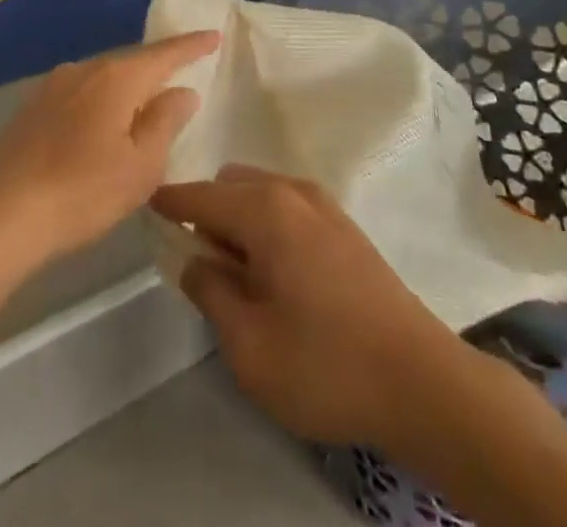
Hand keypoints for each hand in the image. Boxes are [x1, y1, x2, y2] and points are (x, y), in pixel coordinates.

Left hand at [0, 31, 217, 272]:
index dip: (192, 45)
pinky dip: (100, 102)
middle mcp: (86, 69)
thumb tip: (182, 90)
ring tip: (144, 104)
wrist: (0, 217)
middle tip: (183, 73)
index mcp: (118, 78)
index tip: (214, 35)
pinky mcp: (32, 107)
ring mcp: (54, 85)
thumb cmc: (82, 193)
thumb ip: (166, 122)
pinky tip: (101, 124)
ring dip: (127, 88)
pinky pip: (80, 93)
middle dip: (158, 67)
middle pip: (132, 62)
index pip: (165, 54)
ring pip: (104, 78)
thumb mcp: (140, 166)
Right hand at [151, 165, 459, 451]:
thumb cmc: (325, 364)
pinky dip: (269, 224)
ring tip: (239, 274)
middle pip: (232, 185)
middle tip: (201, 264)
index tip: (146, 205)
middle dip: (209, 212)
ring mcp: (325, 205)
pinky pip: (289, 206)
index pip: (202, 195)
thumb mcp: (248, 344)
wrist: (421, 380)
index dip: (170, 201)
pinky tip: (277, 272)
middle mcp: (293, 192)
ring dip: (240, 218)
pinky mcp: (345, 226)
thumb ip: (211, 292)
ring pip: (262, 192)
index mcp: (264, 210)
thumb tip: (194, 259)